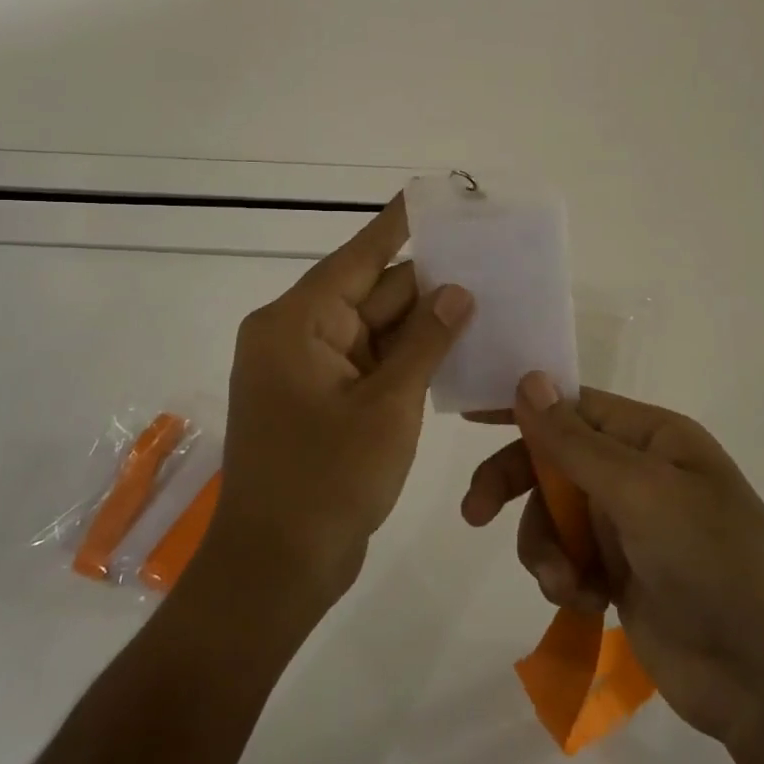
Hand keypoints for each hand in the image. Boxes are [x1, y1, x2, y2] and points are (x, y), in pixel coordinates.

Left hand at [210, 198, 473, 606]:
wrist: (277, 569)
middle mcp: (298, 337)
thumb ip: (425, 343)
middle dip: (427, 281)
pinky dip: (408, 357)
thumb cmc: (326, 481)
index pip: (358, 258)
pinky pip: (371, 363)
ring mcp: (309, 371)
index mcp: (297, 324)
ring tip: (486, 295)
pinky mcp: (323, 401)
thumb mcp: (386, 406)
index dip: (398, 225)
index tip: (431, 194)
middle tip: (485, 257)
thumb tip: (457, 292)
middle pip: (371, 293)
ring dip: (423, 322)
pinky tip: (457, 346)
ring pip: (375, 330)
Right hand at [461, 376, 763, 747]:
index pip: (573, 404)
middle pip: (553, 459)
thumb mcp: (642, 493)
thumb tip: (529, 380)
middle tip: (475, 512)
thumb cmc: (714, 563)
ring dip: (544, 545)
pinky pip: (563, 557)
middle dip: (515, 483)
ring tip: (564, 581)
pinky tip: (583, 600)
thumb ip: (576, 441)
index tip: (471, 415)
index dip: (523, 406)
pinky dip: (561, 576)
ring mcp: (626, 525)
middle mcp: (636, 472)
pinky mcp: (617, 574)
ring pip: (551, 514)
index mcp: (652, 437)